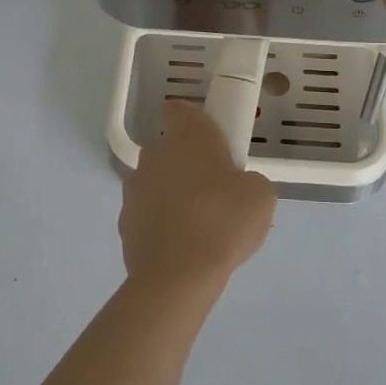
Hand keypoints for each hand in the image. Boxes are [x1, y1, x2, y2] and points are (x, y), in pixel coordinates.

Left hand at [120, 101, 276, 295]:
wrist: (177, 275)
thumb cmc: (224, 222)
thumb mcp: (261, 195)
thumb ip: (248, 180)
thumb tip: (236, 187)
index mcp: (189, 136)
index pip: (180, 109)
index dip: (194, 120)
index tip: (213, 141)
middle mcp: (156, 153)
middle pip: (169, 147)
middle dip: (188, 162)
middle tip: (216, 189)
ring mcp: (135, 187)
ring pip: (157, 180)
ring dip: (172, 192)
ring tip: (199, 225)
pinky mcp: (125, 220)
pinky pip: (148, 212)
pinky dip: (161, 222)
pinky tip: (181, 245)